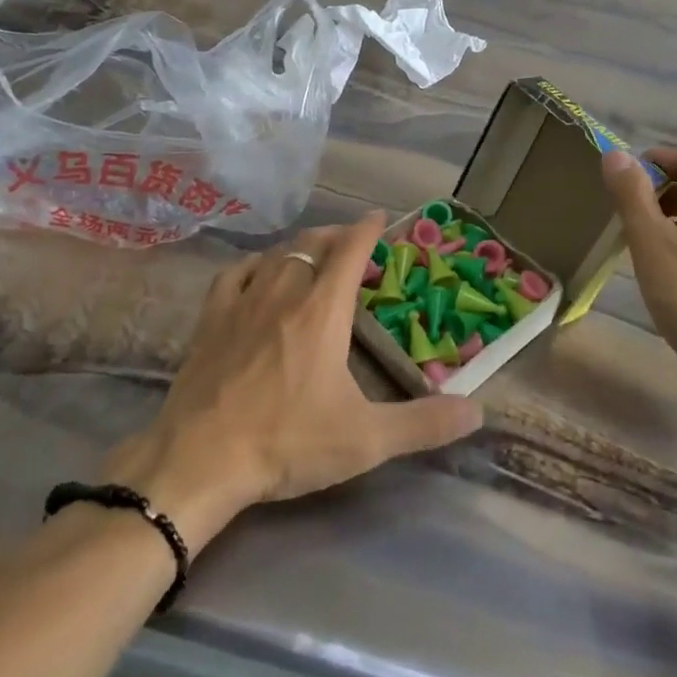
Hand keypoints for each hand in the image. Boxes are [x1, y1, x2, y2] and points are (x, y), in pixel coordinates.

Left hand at [101, 214, 483, 552]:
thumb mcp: (366, 440)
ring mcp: (241, 304)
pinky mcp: (210, 321)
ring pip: (276, 256)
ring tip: (312, 252)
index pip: (349, 251)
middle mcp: (283, 294)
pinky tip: (257, 273)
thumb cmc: (287, 443)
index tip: (379, 216)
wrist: (199, 460)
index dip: (366, 229)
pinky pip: (235, 274)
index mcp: (322, 312)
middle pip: (312, 245)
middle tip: (351, 241)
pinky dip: (255, 265)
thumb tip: (477, 410)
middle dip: (335, 235)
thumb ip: (424, 424)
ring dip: (300, 247)